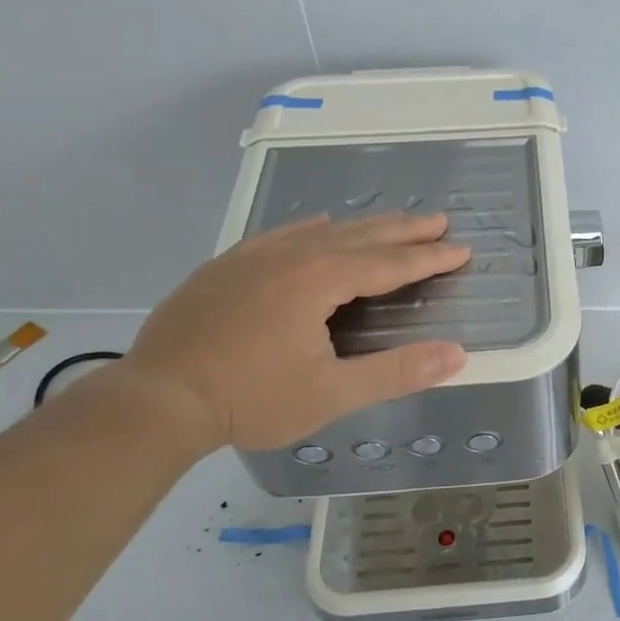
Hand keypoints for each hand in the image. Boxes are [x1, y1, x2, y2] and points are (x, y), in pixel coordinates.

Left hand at [119, 213, 470, 456]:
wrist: (157, 400)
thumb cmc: (251, 399)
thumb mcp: (332, 393)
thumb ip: (397, 371)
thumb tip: (457, 354)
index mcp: (318, 279)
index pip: (389, 263)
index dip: (429, 258)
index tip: (462, 249)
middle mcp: (289, 255)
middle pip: (359, 236)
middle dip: (403, 230)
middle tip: (438, 220)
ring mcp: (253, 257)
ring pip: (321, 231)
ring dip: (362, 227)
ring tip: (391, 223)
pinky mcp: (225, 267)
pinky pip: (281, 234)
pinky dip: (311, 228)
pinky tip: (316, 226)